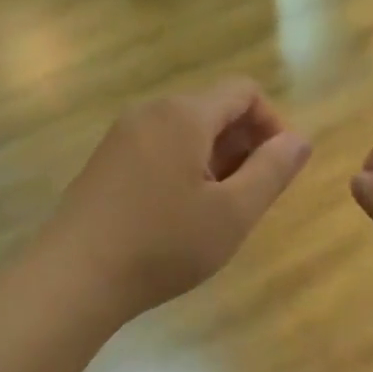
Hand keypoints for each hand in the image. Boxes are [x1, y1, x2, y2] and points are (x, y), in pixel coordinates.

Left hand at [46, 80, 310, 319]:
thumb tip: (299, 140)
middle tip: (251, 198)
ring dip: (216, 160)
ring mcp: (122, 136)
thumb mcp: (233, 213)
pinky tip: (181, 216)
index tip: (280, 169)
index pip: (244, 92)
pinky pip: (160, 149)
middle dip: (245, 145)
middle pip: (215, 109)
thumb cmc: (163, 244)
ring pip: (187, 132)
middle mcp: (151, 112)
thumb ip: (273, 171)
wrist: (73, 279)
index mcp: (184, 115)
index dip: (273, 124)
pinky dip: (185, 169)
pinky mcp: (105, 162)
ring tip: (218, 212)